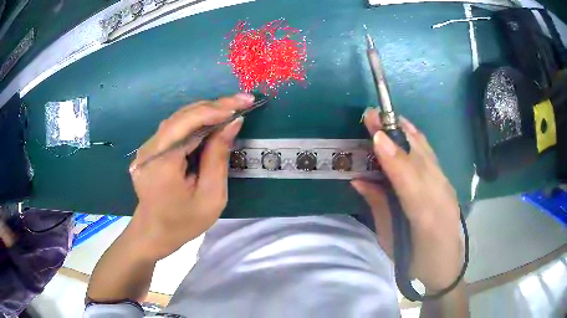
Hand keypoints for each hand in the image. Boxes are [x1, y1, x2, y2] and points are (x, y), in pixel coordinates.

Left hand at [127, 93, 253, 259]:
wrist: (154, 233)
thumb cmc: (184, 222)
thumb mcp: (211, 196)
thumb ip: (218, 157)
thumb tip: (232, 123)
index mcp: (162, 163)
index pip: (188, 124)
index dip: (216, 110)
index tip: (242, 104)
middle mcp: (149, 149)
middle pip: (182, 116)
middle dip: (214, 106)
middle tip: (242, 101)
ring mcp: (147, 148)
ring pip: (178, 119)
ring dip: (205, 111)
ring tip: (231, 109)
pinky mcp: (150, 149)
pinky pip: (174, 128)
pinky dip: (195, 122)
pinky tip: (211, 122)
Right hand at [351, 109, 462, 292]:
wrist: (446, 266)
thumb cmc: (414, 261)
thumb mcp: (390, 241)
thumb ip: (378, 207)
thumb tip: (358, 179)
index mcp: (425, 219)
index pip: (410, 182)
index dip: (393, 158)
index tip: (375, 135)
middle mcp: (441, 197)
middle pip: (420, 159)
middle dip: (396, 134)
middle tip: (372, 115)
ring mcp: (447, 187)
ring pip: (428, 153)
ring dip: (407, 132)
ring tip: (387, 117)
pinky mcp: (448, 183)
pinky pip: (431, 156)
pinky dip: (417, 140)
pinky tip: (406, 130)